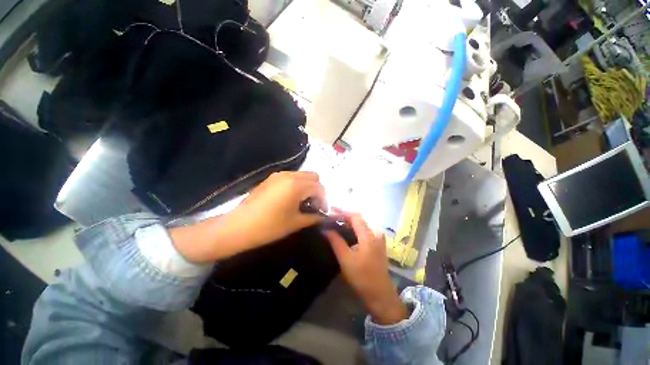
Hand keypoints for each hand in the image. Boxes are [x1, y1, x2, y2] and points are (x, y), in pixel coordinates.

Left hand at [230, 171, 326, 247]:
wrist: (238, 226)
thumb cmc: (269, 226)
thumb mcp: (295, 223)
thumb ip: (313, 217)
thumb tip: (323, 216)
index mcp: (297, 185)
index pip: (319, 188)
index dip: (324, 200)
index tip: (322, 212)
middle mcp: (289, 175)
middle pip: (313, 176)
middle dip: (317, 190)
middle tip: (313, 205)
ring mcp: (279, 175)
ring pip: (302, 175)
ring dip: (307, 186)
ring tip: (303, 202)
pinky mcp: (271, 178)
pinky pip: (291, 177)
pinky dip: (297, 185)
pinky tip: (291, 199)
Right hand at [324, 211, 407, 324]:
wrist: (380, 294)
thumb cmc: (362, 277)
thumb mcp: (345, 259)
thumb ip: (335, 241)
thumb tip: (325, 229)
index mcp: (368, 235)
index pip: (355, 216)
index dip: (342, 211)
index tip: (330, 210)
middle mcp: (375, 233)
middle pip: (358, 219)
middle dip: (344, 216)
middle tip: (330, 217)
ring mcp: (378, 238)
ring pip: (361, 224)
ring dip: (348, 222)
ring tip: (335, 222)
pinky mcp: (377, 244)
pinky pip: (364, 231)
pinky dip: (354, 228)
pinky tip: (345, 232)